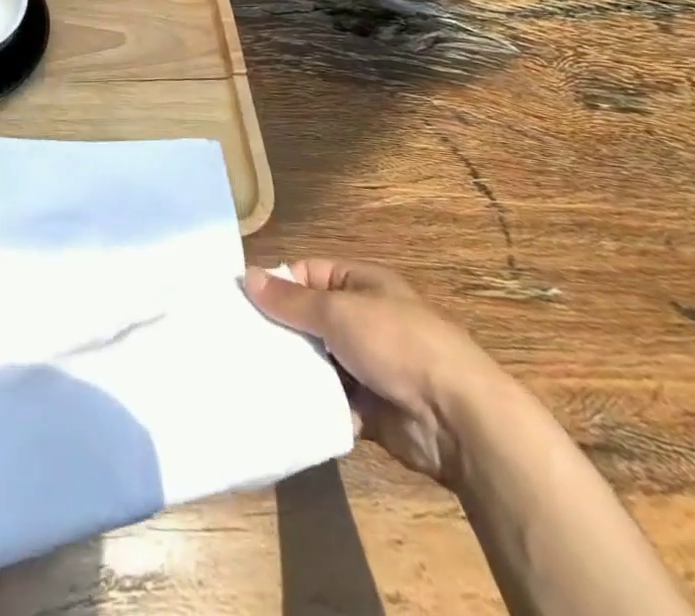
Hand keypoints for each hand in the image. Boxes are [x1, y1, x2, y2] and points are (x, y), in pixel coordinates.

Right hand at [244, 260, 505, 487]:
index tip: (239, 301)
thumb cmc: (397, 343)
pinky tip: (279, 408)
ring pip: (317, 362)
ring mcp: (367, 366)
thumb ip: (290, 300)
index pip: (307, 275)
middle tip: (236, 343)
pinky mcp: (369, 409)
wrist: (458, 419)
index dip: (276, 285)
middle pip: (309, 320)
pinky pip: (330, 401)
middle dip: (279, 332)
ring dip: (293, 370)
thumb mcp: (338, 311)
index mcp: (360, 284)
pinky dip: (311, 405)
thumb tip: (247, 276)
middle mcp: (363, 320)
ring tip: (249, 376)